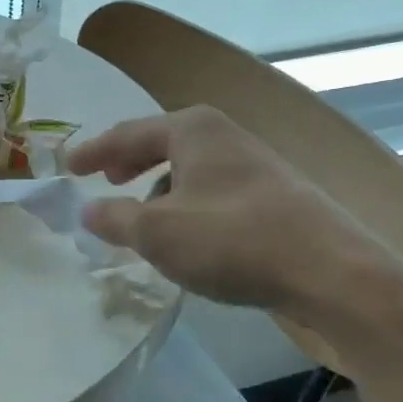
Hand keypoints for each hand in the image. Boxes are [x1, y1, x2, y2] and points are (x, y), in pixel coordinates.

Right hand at [68, 105, 402, 334]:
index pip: (127, 133)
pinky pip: (213, 190)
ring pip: (190, 169)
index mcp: (192, 130)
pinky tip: (189, 235)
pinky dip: (188, 204)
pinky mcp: (275, 194)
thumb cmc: (233, 240)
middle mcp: (223, 135)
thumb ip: (114, 218)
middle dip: (129, 163)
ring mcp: (254, 163)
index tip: (68, 168)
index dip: (93, 152)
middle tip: (105, 180)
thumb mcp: (157, 233)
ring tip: (143, 217)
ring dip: (160, 188)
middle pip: (161, 143)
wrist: (333, 272)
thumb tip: (88, 210)